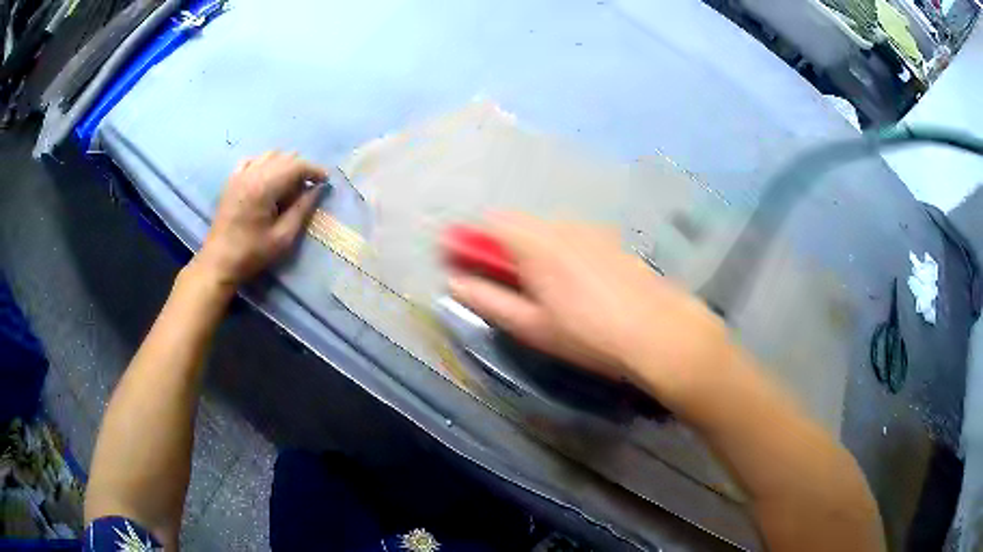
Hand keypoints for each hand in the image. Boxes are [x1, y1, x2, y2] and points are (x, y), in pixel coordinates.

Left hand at [195, 151, 325, 288]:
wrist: (218, 262)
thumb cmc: (252, 254)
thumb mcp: (283, 237)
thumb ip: (302, 209)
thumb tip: (318, 189)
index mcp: (264, 186)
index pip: (296, 166)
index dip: (314, 170)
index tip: (326, 181)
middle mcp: (252, 173)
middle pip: (284, 157)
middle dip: (301, 168)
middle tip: (308, 188)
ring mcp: (239, 175)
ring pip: (269, 155)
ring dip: (284, 165)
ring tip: (290, 184)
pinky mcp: (232, 181)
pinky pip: (252, 160)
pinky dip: (264, 164)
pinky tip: (267, 179)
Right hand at [448, 213, 732, 408]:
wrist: (658, 331)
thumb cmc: (588, 334)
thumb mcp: (531, 325)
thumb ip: (488, 300)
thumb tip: (453, 283)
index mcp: (535, 242)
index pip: (489, 223)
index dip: (470, 240)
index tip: (461, 264)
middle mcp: (561, 225)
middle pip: (517, 224)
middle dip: (501, 248)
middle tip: (502, 284)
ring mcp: (589, 230)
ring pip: (545, 230)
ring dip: (529, 249)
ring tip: (541, 290)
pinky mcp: (610, 241)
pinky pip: (570, 237)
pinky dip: (557, 251)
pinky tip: (575, 286)